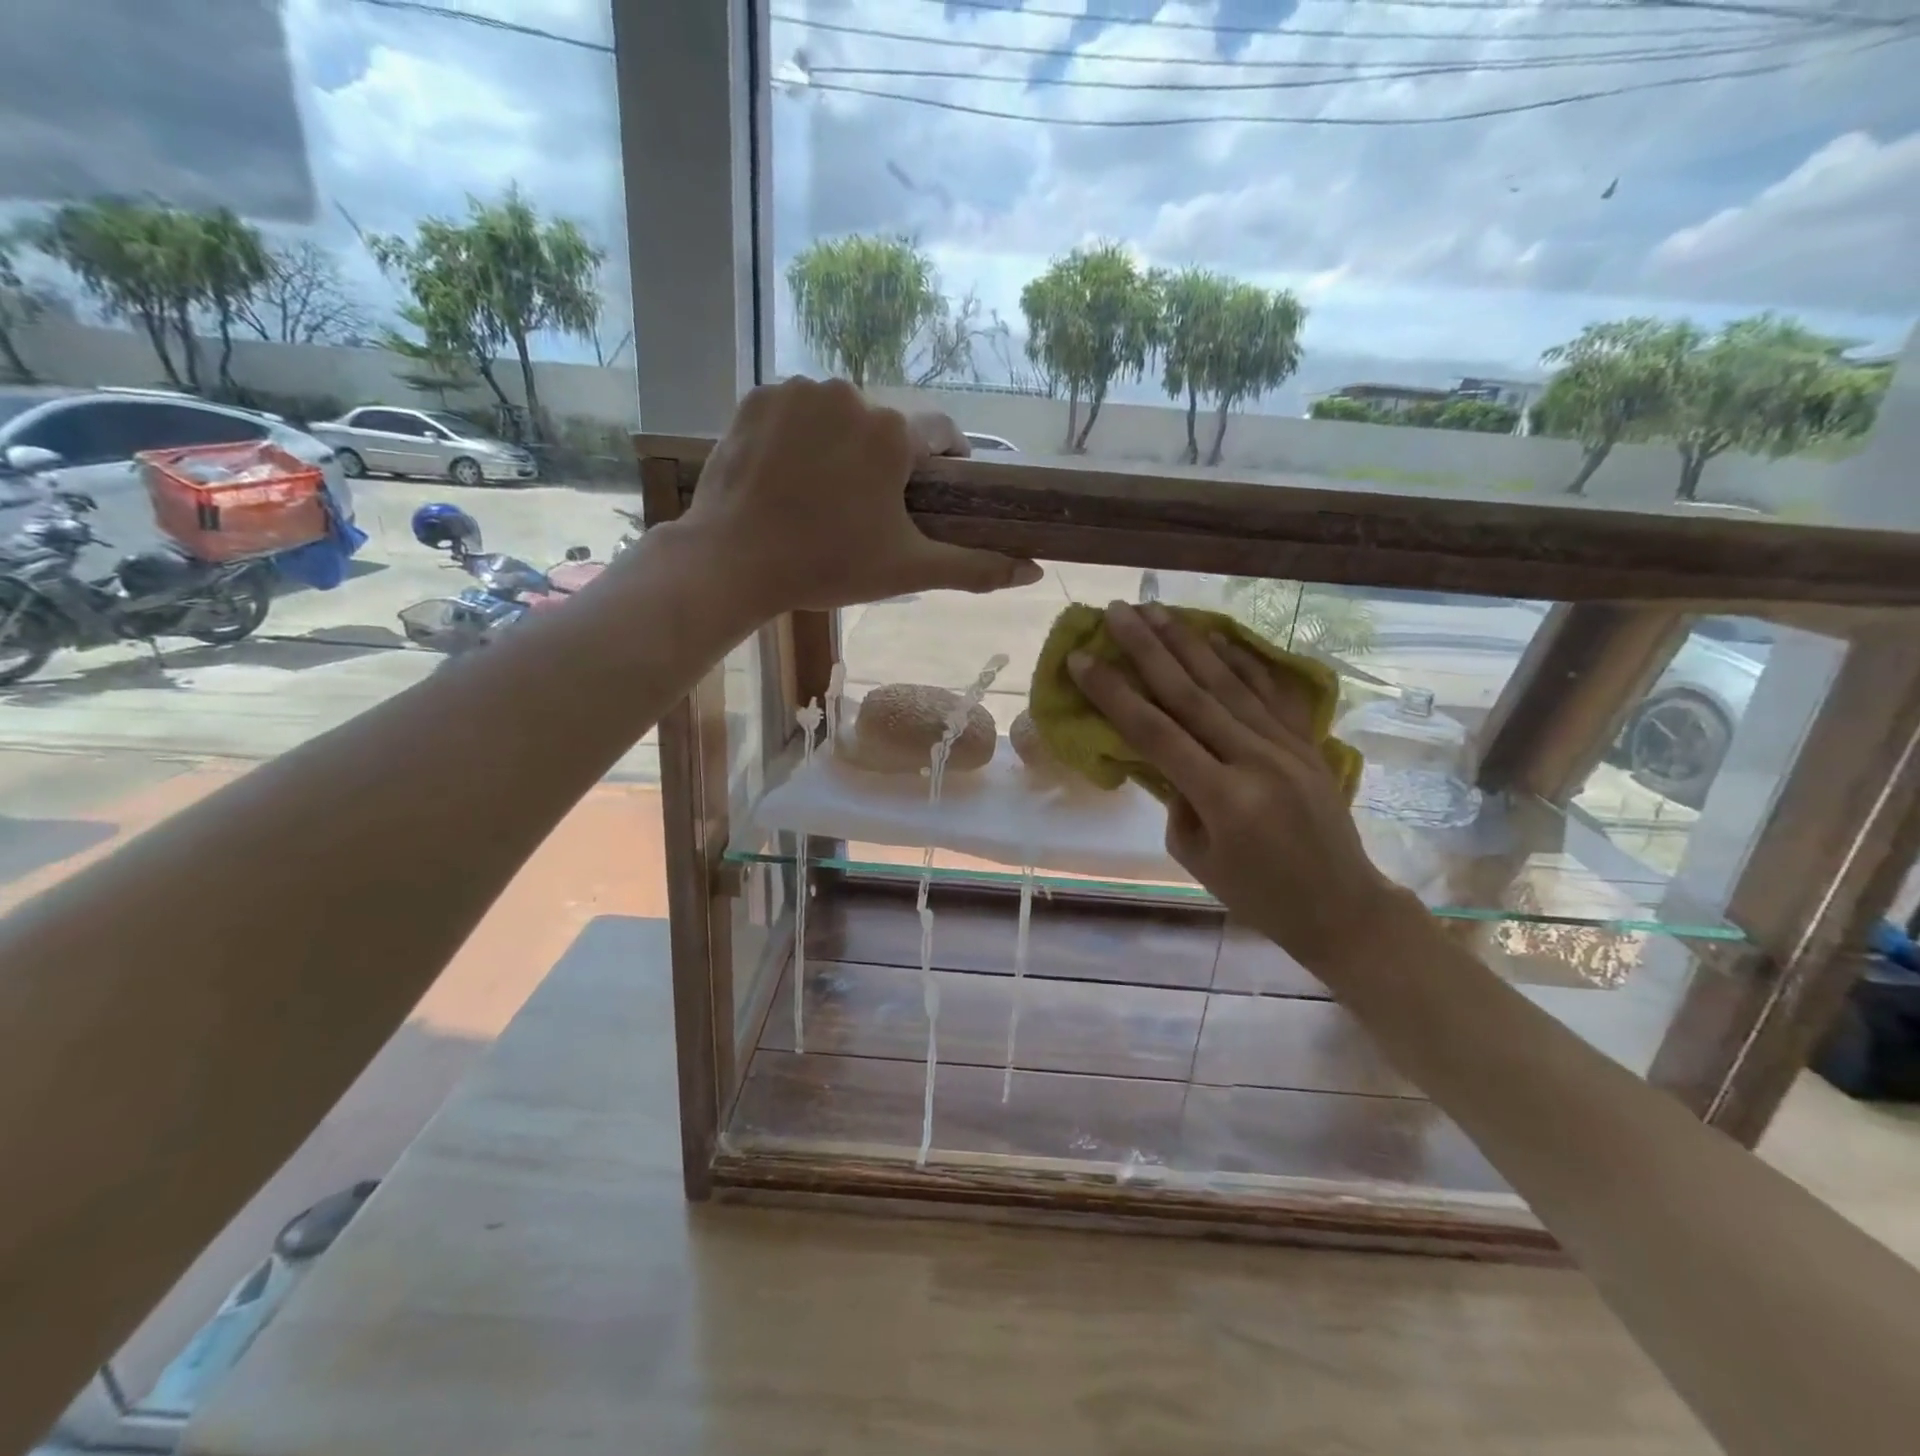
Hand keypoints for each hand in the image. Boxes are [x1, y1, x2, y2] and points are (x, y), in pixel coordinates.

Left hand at [679, 377, 1040, 611]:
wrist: (733, 561)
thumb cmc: (829, 565)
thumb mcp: (909, 570)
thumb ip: (976, 567)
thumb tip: (1035, 571)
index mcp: (894, 432)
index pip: (941, 435)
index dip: (943, 465)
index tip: (931, 495)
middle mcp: (850, 394)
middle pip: (886, 426)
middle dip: (885, 461)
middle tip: (866, 509)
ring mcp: (798, 391)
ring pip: (839, 414)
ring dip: (841, 444)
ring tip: (823, 494)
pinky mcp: (756, 396)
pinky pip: (795, 410)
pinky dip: (799, 434)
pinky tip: (787, 474)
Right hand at [1068, 601, 1407, 974]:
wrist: (1341, 906)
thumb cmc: (1257, 895)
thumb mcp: (1195, 856)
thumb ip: (1175, 798)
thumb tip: (1162, 754)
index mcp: (1224, 798)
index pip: (1155, 733)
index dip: (1114, 694)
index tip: (1082, 659)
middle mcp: (1257, 760)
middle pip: (1190, 694)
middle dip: (1148, 649)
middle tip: (1117, 612)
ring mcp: (1288, 746)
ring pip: (1229, 683)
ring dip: (1188, 642)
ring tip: (1157, 609)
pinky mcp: (1307, 742)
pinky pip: (1270, 692)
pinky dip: (1242, 660)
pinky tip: (1217, 636)